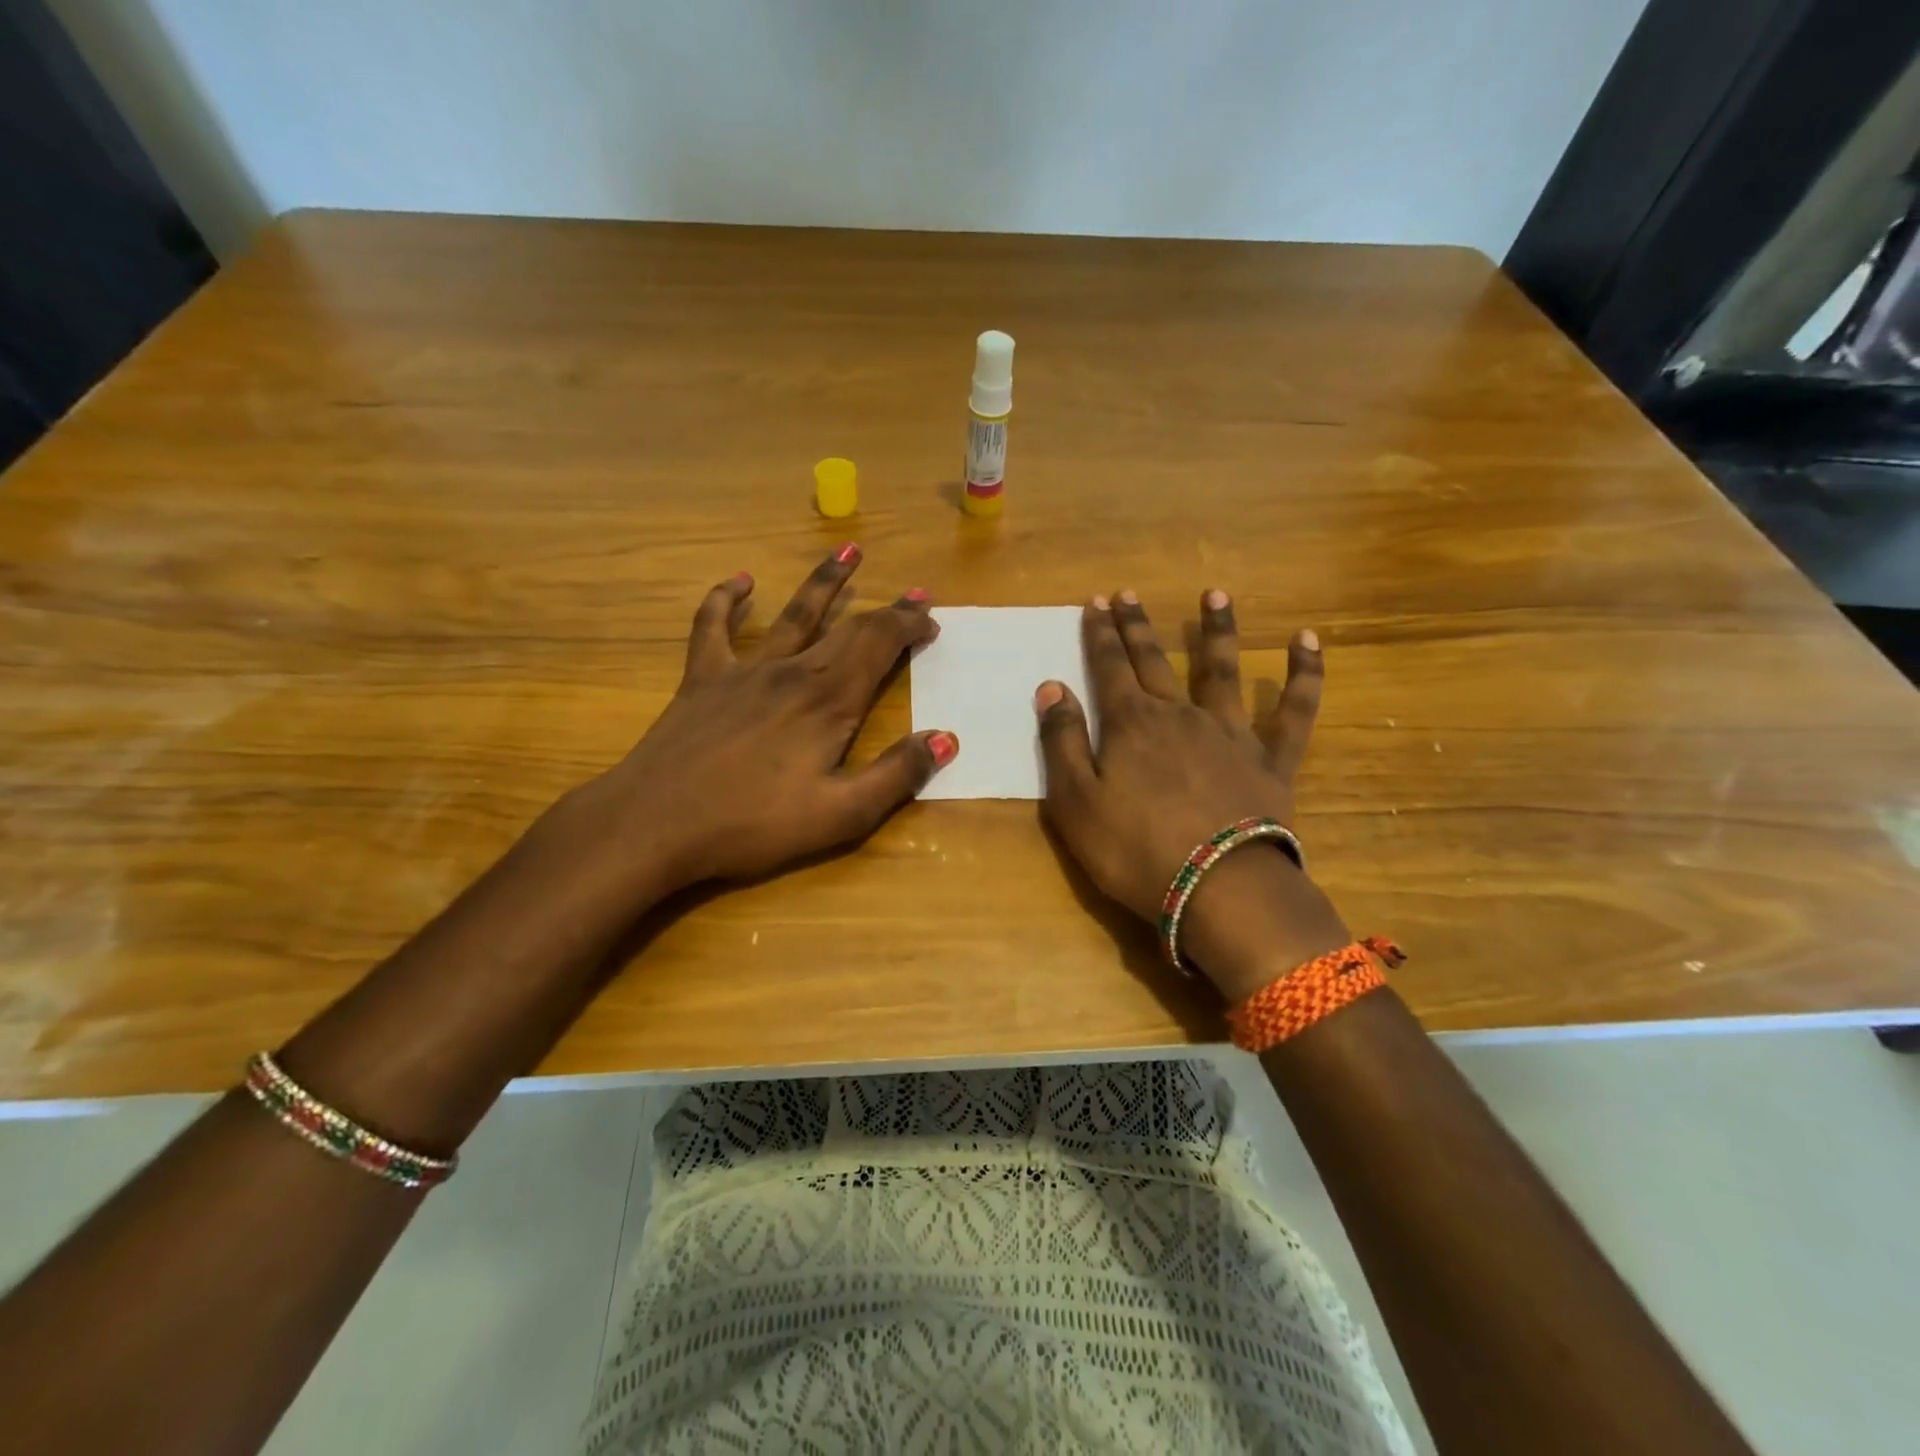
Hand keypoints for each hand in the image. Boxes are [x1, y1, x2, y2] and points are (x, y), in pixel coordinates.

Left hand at [583, 545, 956, 893]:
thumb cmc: (752, 824)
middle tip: (914, 593)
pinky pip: (713, 626)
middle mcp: (792, 673)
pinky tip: (741, 581)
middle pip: (847, 627)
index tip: (931, 620)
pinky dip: (726, 599)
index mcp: (829, 701)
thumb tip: (946, 739)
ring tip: (848, 551)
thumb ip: (897, 775)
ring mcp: (744, 670)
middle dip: (885, 609)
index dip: (909, 625)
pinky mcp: (702, 679)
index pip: (879, 644)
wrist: (654, 824)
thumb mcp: (840, 815)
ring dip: (824, 582)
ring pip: (793, 614)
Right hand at [1035, 589, 1349, 1000]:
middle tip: (1129, 593)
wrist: (1219, 890)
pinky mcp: (1272, 760)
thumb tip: (1051, 686)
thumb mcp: (1075, 802)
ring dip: (1217, 630)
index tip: (1095, 601)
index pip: (1108, 667)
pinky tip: (1309, 640)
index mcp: (1131, 725)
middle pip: (1155, 660)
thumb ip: (1062, 741)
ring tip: (1215, 594)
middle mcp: (1180, 715)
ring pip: (1222, 670)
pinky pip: (1294, 711)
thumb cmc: (1134, 851)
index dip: (1099, 634)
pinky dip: (1304, 674)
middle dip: (1138, 626)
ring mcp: (1231, 734)